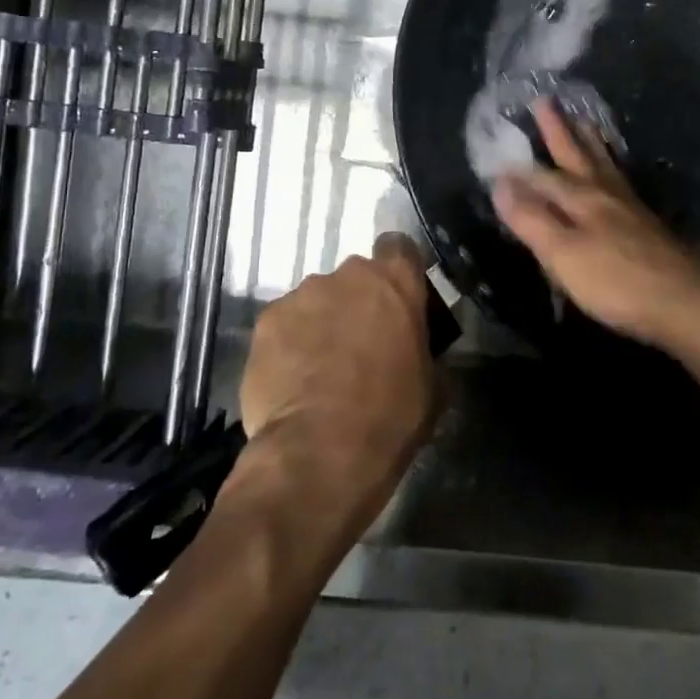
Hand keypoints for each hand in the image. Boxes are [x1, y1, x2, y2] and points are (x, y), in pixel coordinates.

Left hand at [238, 234, 438, 519]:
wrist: (320, 451)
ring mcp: (303, 294)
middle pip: (355, 276)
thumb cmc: (391, 416)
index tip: (398, 299)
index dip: (399, 270)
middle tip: (361, 343)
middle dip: (358, 302)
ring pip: (317, 300)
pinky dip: (289, 343)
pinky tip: (292, 379)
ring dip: (322, 322)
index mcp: (396, 281)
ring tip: (320, 367)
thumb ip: (425, 350)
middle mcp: (348, 274)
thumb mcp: (433, 385)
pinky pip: (284, 324)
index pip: (400, 247)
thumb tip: (419, 352)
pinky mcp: (266, 321)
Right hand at [491, 99, 699, 358]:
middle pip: (577, 155)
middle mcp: (604, 194)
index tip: (498, 151)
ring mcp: (629, 207)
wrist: (685, 302)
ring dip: (589, 141)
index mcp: (581, 199)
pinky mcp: (647, 224)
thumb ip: (531, 219)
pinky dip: (610, 165)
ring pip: (603, 164)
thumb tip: (500, 182)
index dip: (519, 169)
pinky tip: (613, 173)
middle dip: (559, 130)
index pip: (542, 177)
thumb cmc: (617, 281)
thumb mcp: (563, 254)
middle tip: (545, 100)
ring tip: (584, 121)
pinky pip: (620, 179)